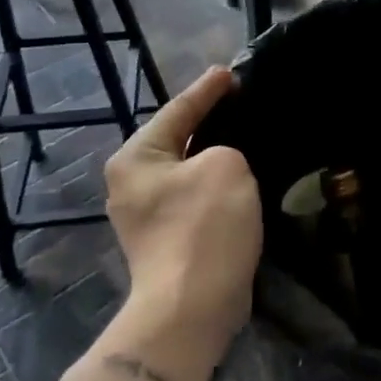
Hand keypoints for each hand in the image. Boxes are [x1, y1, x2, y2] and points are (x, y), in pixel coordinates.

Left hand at [102, 66, 261, 340]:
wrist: (192, 308)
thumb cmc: (204, 227)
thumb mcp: (225, 165)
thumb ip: (225, 148)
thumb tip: (220, 164)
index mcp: (136, 158)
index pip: (178, 110)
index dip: (207, 89)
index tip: (230, 72)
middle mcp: (132, 184)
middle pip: (178, 140)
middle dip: (209, 122)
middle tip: (241, 101)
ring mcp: (147, 216)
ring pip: (189, 171)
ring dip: (216, 157)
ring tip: (247, 137)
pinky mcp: (168, 240)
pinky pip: (197, 197)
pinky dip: (218, 186)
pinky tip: (243, 180)